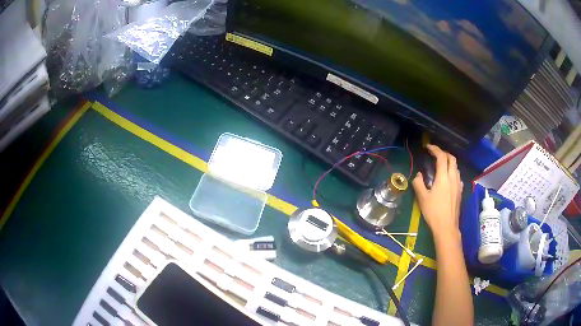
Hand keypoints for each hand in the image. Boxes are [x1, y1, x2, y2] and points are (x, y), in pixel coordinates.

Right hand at [412, 144, 462, 242]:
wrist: (447, 227)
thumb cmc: (434, 212)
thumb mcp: (422, 198)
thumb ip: (419, 183)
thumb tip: (418, 175)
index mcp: (443, 177)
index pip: (441, 157)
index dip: (435, 149)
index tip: (428, 147)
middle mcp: (453, 178)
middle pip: (452, 159)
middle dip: (444, 153)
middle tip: (435, 154)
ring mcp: (458, 185)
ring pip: (456, 167)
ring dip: (449, 162)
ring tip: (441, 165)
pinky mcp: (460, 191)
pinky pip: (458, 176)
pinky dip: (452, 172)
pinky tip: (448, 179)